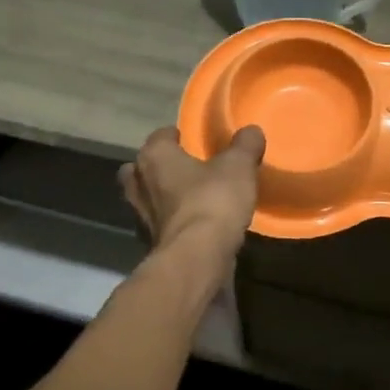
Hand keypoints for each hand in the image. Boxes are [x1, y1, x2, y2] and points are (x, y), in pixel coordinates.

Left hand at [118, 125, 265, 255]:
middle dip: (160, 167)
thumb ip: (245, 145)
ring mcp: (139, 217)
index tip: (195, 140)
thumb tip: (251, 131)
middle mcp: (138, 183)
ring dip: (164, 198)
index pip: (160, 136)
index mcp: (154, 156)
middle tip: (187, 169)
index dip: (177, 136)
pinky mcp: (148, 244)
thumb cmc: (212, 200)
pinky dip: (172, 223)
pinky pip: (159, 225)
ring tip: (191, 198)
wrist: (196, 259)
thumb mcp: (238, 166)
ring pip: (147, 198)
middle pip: (143, 168)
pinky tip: (193, 226)